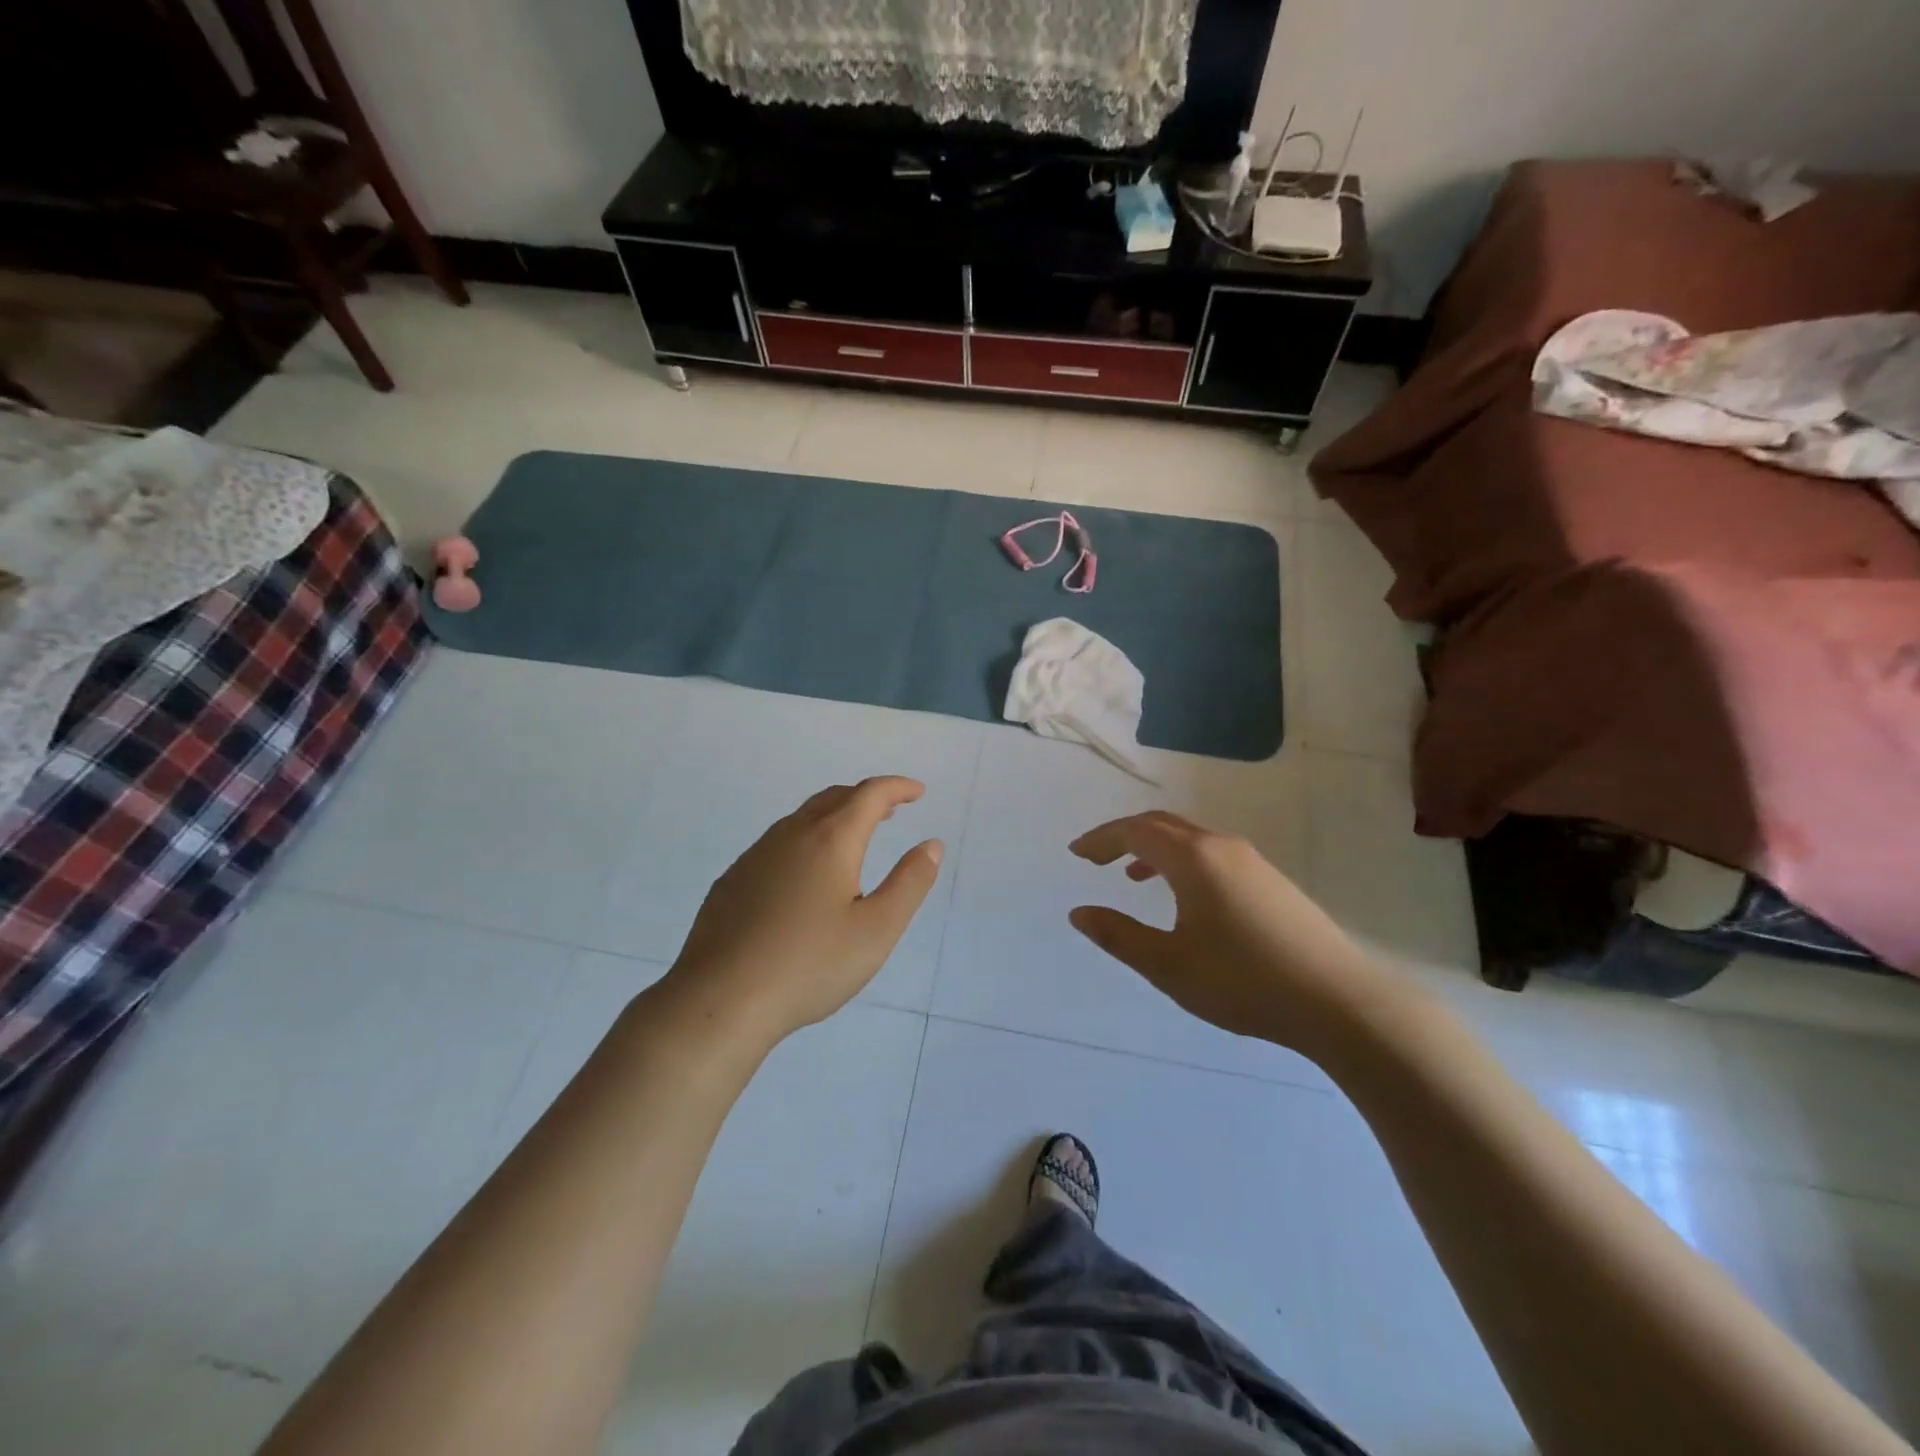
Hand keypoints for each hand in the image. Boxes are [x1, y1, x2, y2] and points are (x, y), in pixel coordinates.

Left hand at [668, 777, 942, 1045]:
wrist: (720, 999)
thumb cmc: (810, 965)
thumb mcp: (877, 929)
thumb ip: (909, 882)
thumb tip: (931, 845)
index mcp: (831, 840)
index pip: (870, 795)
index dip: (897, 788)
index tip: (917, 792)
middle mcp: (791, 835)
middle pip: (834, 798)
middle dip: (866, 798)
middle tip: (891, 811)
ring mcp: (755, 855)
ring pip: (801, 819)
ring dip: (834, 817)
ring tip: (853, 839)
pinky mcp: (733, 880)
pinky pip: (777, 844)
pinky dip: (805, 840)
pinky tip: (805, 876)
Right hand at [1068, 811, 1395, 1048]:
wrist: (1340, 1001)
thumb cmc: (1243, 981)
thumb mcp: (1168, 965)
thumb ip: (1119, 936)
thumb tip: (1079, 913)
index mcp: (1193, 858)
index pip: (1134, 830)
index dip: (1100, 838)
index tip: (1076, 853)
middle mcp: (1222, 847)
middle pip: (1162, 824)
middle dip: (1124, 837)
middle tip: (1096, 858)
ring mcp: (1252, 862)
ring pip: (1191, 839)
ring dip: (1154, 849)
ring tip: (1132, 876)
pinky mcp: (1271, 882)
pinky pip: (1212, 855)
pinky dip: (1182, 862)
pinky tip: (1185, 898)